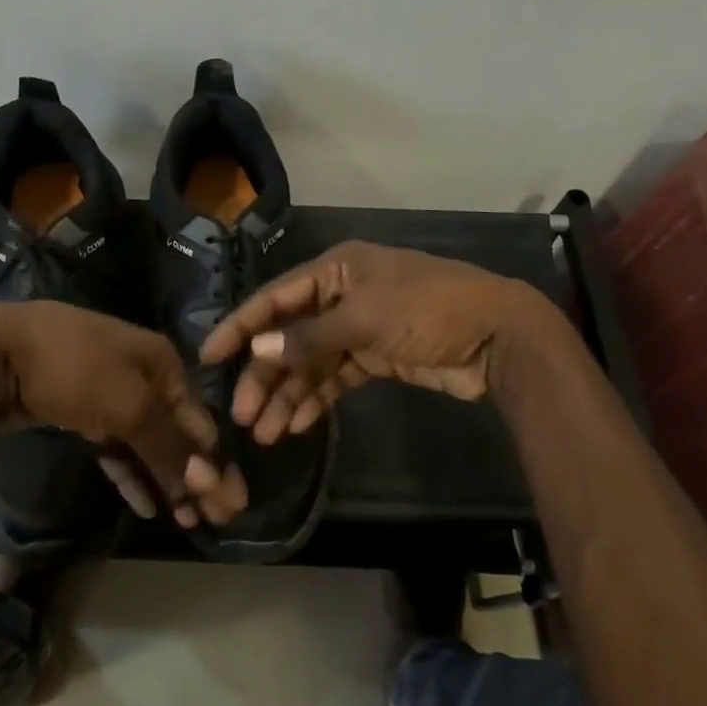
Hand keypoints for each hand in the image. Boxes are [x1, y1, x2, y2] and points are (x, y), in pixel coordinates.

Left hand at [0, 301, 247, 527]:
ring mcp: (109, 394)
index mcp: (162, 363)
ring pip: (147, 443)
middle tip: (213, 519)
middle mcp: (142, 376)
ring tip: (186, 519)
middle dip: (196, 475)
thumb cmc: (74, 370)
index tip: (230, 504)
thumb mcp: (129, 405)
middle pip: (177, 432)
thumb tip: (206, 480)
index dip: (216, 462)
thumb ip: (168, 445)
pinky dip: (131, 473)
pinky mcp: (81, 413)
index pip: (200, 419)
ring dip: (166, 479)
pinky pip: (116, 447)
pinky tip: (146, 504)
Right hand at [198, 241, 548, 444]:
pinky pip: (334, 378)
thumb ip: (308, 336)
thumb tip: (255, 348)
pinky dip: (316, 400)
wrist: (499, 336)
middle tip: (241, 415)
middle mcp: (341, 296)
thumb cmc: (428, 311)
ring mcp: (358, 328)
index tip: (207, 357)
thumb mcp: (364, 318)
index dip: (240, 326)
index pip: (274, 297)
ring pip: (310, 363)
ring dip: (287, 395)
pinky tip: (298, 425)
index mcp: (335, 271)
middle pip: (289, 336)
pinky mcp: (375, 357)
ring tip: (266, 434)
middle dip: (264, 376)